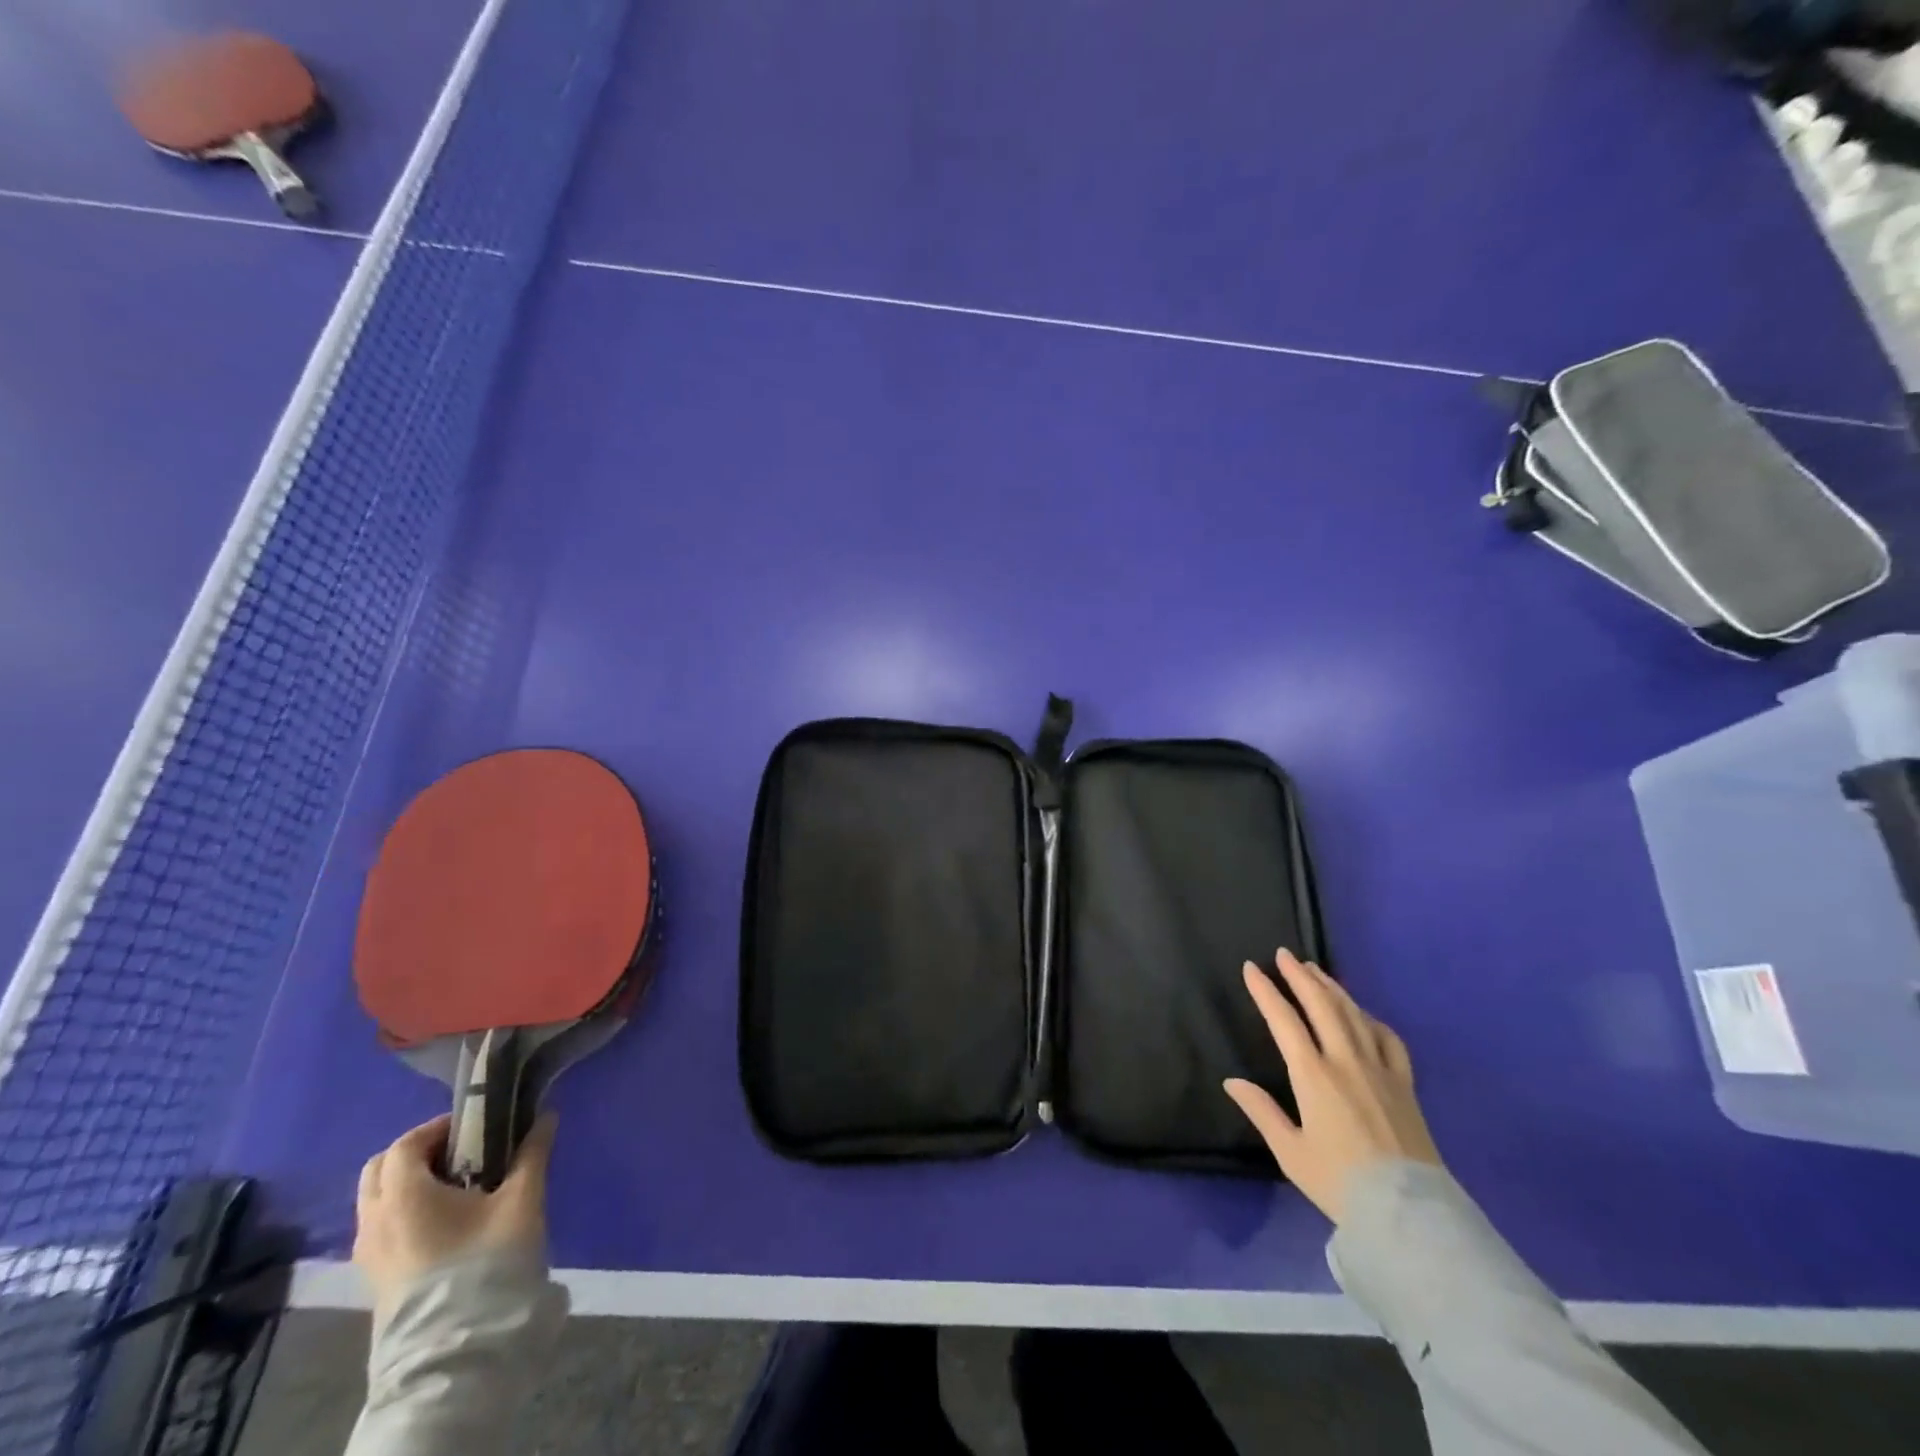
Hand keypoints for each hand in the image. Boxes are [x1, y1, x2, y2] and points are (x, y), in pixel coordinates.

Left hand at [354, 1112, 556, 1312]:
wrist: (459, 1347)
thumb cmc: (487, 1261)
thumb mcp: (522, 1200)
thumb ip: (532, 1154)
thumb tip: (546, 1116)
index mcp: (404, 1195)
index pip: (406, 1144)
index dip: (438, 1127)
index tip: (475, 1127)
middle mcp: (375, 1220)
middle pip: (380, 1169)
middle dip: (417, 1153)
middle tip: (461, 1152)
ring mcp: (369, 1254)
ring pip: (376, 1200)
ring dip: (409, 1183)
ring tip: (457, 1186)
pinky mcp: (375, 1279)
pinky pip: (380, 1228)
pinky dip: (404, 1210)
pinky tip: (445, 1221)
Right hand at [1224, 950, 1440, 1223]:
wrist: (1409, 1213)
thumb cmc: (1340, 1182)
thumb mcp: (1290, 1152)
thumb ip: (1261, 1112)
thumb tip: (1232, 1082)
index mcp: (1313, 1075)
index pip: (1284, 1020)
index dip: (1266, 991)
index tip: (1251, 969)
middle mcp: (1346, 1061)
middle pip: (1321, 1005)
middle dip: (1300, 976)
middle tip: (1284, 955)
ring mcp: (1380, 1069)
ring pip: (1353, 1014)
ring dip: (1331, 988)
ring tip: (1316, 970)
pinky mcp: (1405, 1084)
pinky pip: (1388, 1039)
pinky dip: (1371, 1019)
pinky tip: (1363, 1014)